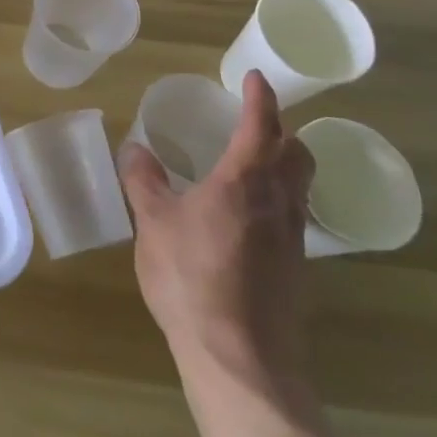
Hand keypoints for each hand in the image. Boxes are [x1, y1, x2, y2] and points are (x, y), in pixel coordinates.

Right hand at [117, 72, 314, 410]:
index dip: (260, 98)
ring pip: (301, 186)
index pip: (261, 126)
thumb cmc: (190, 278)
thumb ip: (144, 182)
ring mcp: (293, 239)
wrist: (239, 357)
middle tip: (255, 124)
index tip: (255, 79)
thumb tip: (135, 148)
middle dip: (282, 132)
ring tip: (253, 166)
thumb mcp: (154, 224)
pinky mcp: (296, 270)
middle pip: (298, 154)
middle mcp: (279, 202)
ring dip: (286, 166)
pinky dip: (279, 200)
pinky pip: (294, 217)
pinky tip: (250, 218)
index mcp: (244, 181)